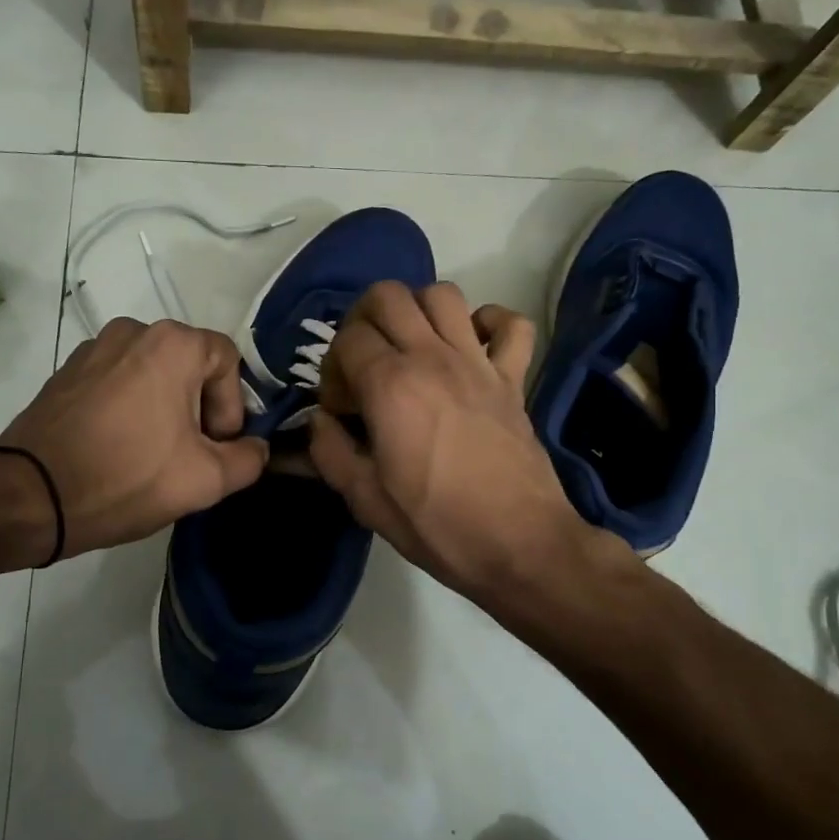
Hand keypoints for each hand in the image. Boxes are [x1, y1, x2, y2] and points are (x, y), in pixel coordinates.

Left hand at [0, 318, 268, 558]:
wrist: (31, 496)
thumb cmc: (127, 479)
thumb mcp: (205, 480)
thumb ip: (249, 459)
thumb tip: (255, 447)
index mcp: (172, 344)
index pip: (227, 360)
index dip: (231, 405)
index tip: (215, 446)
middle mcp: (133, 331)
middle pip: (189, 365)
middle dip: (199, 408)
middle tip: (189, 454)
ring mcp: (94, 348)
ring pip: (152, 372)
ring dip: (164, 407)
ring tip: (152, 453)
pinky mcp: (67, 371)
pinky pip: (117, 380)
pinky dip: (129, 406)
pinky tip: (118, 446)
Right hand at [309, 281, 594, 598]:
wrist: (519, 545)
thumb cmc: (436, 524)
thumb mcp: (365, 499)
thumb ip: (329, 452)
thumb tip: (318, 421)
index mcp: (390, 386)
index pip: (347, 339)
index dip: (332, 368)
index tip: (340, 408)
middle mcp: (432, 358)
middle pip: (389, 296)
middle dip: (364, 319)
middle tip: (364, 361)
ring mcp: (478, 362)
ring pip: (444, 294)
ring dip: (418, 310)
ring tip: (411, 347)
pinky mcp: (514, 377)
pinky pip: (510, 324)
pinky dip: (490, 322)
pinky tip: (472, 345)